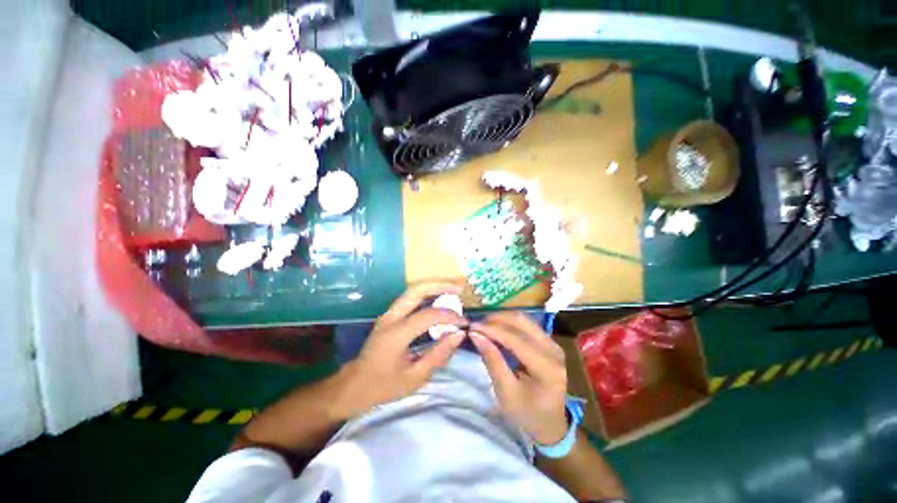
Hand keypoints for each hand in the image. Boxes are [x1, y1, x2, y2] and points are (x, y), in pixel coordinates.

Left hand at [335, 281, 467, 416]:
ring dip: (434, 287)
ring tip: (454, 290)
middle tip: (460, 288)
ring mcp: (388, 313)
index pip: (428, 315)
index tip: (464, 323)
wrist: (354, 385)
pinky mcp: (390, 314)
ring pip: (413, 290)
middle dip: (440, 285)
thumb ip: (439, 354)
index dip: (450, 316)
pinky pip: (411, 297)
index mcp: (396, 335)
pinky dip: (427, 294)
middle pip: (417, 290)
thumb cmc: (384, 386)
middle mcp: (391, 317)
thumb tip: (459, 334)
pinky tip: (440, 299)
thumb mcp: (415, 377)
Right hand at [470, 312, 568, 444]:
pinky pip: (527, 325)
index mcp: (547, 367)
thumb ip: (492, 360)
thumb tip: (475, 334)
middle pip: (521, 322)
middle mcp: (553, 350)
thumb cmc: (527, 414)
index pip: (515, 339)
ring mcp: (553, 344)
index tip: (471, 326)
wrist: (550, 424)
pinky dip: (509, 324)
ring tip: (484, 326)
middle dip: (496, 320)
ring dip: (502, 319)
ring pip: (524, 320)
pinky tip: (496, 329)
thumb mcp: (505, 392)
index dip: (492, 330)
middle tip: (477, 325)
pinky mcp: (549, 342)